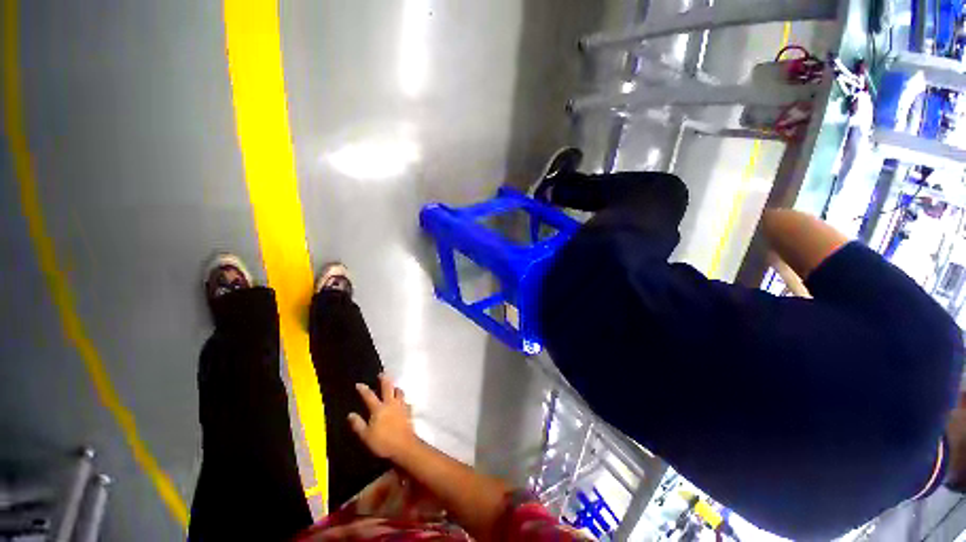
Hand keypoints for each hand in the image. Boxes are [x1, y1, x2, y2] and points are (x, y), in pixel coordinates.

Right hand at [348, 374, 416, 459]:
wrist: (404, 446)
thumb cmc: (382, 442)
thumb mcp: (365, 436)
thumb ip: (358, 424)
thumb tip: (350, 414)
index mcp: (379, 408)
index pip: (369, 396)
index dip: (363, 389)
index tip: (359, 384)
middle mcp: (391, 403)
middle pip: (388, 387)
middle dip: (384, 379)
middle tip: (382, 373)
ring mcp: (401, 406)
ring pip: (400, 392)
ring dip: (396, 388)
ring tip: (393, 387)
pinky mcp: (409, 412)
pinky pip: (406, 402)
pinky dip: (403, 400)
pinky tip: (403, 403)